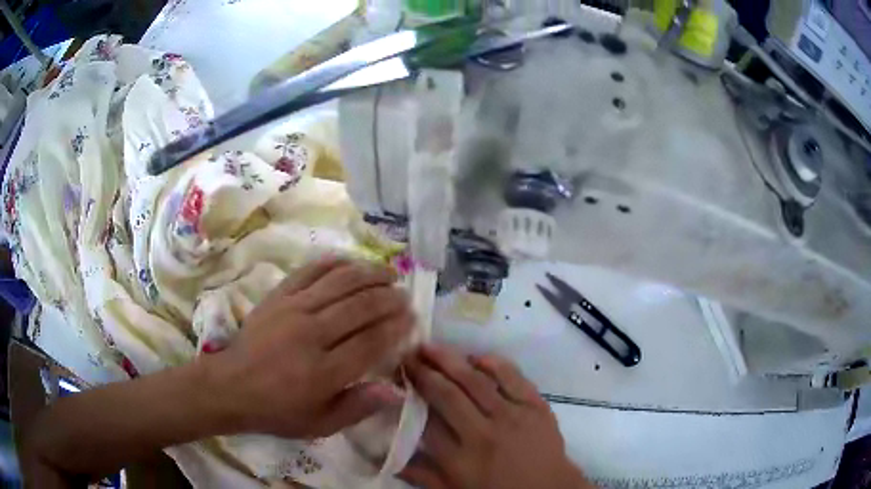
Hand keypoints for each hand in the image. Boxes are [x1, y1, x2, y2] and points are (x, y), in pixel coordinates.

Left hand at [207, 259, 413, 438]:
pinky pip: (310, 271)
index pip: (371, 342)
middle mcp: (311, 334)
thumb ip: (358, 407)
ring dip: (370, 274)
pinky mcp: (278, 296)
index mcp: (323, 371)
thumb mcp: (319, 424)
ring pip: (340, 282)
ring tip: (390, 273)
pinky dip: (334, 263)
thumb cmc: (277, 411)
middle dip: (389, 298)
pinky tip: (351, 262)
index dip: (396, 328)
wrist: (230, 386)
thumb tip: (396, 391)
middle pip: (360, 306)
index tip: (412, 320)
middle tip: (405, 297)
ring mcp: (293, 309)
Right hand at [400, 346, 591, 488]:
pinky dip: (494, 363)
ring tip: (430, 347)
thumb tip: (388, 457)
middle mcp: (484, 434)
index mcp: (461, 460)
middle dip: (424, 373)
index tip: (397, 381)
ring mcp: (513, 417)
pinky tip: (476, 356)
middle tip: (408, 356)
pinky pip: (513, 378)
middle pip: (447, 396)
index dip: (409, 399)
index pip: (426, 423)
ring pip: (476, 381)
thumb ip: (421, 475)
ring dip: (450, 361)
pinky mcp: (536, 406)